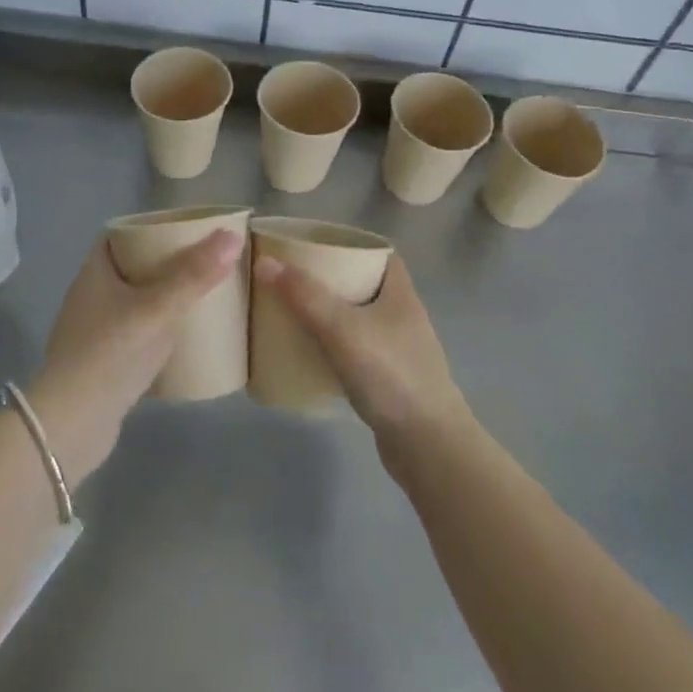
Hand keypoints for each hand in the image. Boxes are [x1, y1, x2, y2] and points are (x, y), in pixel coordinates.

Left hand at [29, 229, 241, 484]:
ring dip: (162, 300)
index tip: (184, 230)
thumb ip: (194, 275)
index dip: (148, 229)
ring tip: (200, 298)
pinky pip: (136, 336)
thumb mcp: (157, 309)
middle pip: (129, 269)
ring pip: (134, 304)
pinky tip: (184, 341)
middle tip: (202, 263)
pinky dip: (158, 332)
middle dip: (163, 265)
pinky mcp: (103, 364)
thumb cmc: (110, 354)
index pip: (117, 236)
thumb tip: (233, 237)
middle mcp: (90, 298)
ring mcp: (94, 333)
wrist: (72, 425)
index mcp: (94, 274)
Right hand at [252, 253, 469, 449]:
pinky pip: (354, 351)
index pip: (378, 253)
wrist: (427, 446)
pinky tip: (308, 354)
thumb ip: (304, 296)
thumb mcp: (343, 329)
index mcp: (400, 293)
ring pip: (357, 319)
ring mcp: (397, 350)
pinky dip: (332, 347)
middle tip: (290, 279)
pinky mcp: (387, 380)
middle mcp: (402, 316)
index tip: (312, 245)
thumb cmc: (391, 376)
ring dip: (328, 315)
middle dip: (328, 279)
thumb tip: (264, 262)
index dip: (348, 244)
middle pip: (363, 285)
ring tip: (291, 312)